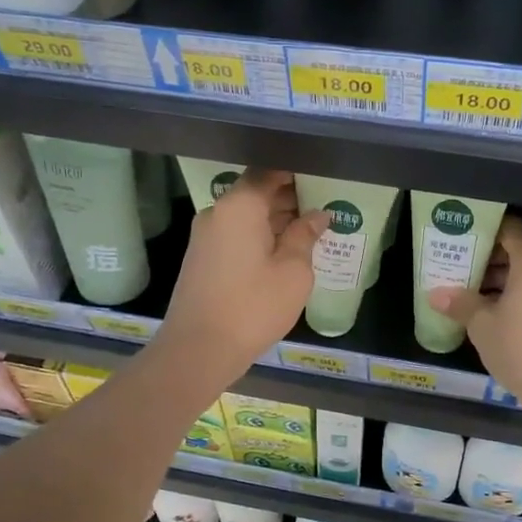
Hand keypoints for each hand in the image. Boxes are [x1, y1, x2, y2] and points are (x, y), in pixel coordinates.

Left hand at [157, 169, 328, 387]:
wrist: (198, 350)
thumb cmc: (253, 306)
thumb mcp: (293, 271)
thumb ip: (306, 236)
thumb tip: (318, 215)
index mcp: (239, 206)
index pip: (269, 172)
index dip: (296, 172)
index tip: (322, 178)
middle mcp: (218, 212)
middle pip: (256, 192)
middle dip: (289, 197)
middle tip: (324, 206)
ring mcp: (205, 236)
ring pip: (246, 215)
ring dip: (275, 220)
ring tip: (310, 230)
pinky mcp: (202, 258)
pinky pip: (236, 234)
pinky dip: (260, 236)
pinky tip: (285, 251)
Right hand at [427, 215, 521, 408]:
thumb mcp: (483, 326)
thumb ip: (461, 303)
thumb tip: (436, 294)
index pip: (510, 229)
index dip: (485, 232)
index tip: (464, 240)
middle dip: (493, 259)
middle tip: (463, 269)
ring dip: (508, 280)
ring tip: (477, 295)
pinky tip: (502, 314)